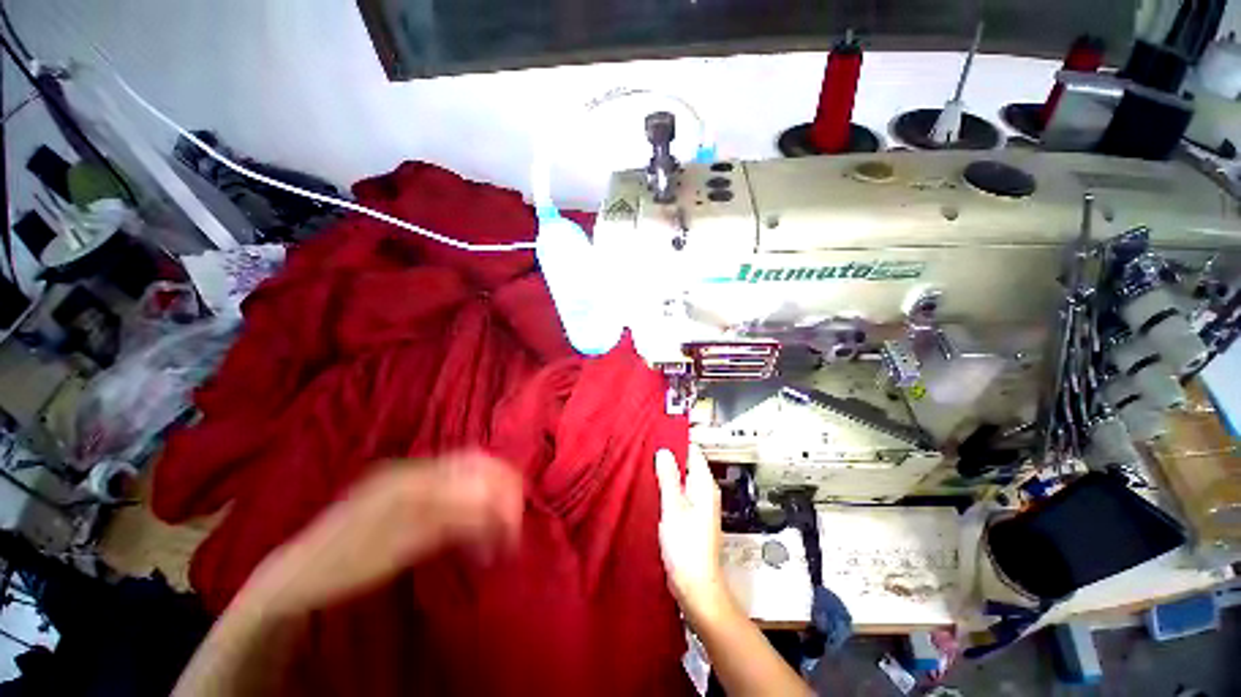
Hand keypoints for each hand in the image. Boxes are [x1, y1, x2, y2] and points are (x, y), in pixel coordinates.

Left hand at [241, 451, 523, 616]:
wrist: (298, 571)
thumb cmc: (343, 564)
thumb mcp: (397, 548)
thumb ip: (447, 521)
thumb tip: (492, 507)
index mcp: (412, 477)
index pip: (475, 470)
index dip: (502, 494)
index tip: (514, 527)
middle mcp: (416, 468)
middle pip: (477, 463)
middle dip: (503, 490)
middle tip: (513, 525)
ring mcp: (412, 476)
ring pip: (470, 473)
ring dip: (491, 497)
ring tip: (498, 530)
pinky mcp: (411, 490)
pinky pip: (455, 487)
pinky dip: (473, 504)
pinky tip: (475, 527)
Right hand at [654, 446, 730, 620]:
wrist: (696, 586)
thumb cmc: (686, 546)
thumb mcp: (673, 507)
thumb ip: (669, 477)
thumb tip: (663, 451)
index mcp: (705, 485)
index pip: (693, 452)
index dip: (676, 443)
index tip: (655, 437)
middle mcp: (705, 491)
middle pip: (687, 465)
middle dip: (668, 458)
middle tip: (645, 451)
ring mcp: (699, 505)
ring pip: (682, 480)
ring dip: (667, 474)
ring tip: (645, 467)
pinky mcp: (692, 518)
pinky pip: (679, 494)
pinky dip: (667, 489)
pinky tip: (652, 490)